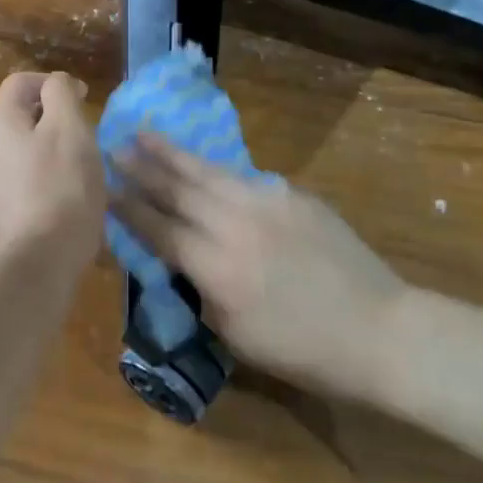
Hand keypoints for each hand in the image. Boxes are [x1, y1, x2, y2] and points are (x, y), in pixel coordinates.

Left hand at [0, 72, 105, 257]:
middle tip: (78, 125)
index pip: (20, 82)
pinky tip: (60, 186)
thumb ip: (60, 95)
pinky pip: (17, 174)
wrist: (42, 255)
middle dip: (46, 111)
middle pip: (13, 112)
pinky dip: (37, 168)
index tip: (82, 97)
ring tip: (73, 156)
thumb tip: (55, 84)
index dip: (52, 82)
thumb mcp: (70, 128)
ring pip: (15, 145)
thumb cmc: (62, 184)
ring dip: (42, 141)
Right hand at [111, 133, 413, 389]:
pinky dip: (218, 170)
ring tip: (146, 133)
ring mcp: (267, 203)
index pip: (158, 228)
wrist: (379, 330)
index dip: (127, 207)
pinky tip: (206, 165)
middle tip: (114, 146)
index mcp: (215, 266)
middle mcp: (234, 225)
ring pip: (209, 172)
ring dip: (173, 153)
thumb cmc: (302, 349)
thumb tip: (184, 261)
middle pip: (178, 189)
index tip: (102, 187)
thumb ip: (202, 291)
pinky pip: (245, 178)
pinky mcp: (294, 196)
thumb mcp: (235, 334)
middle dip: (142, 167)